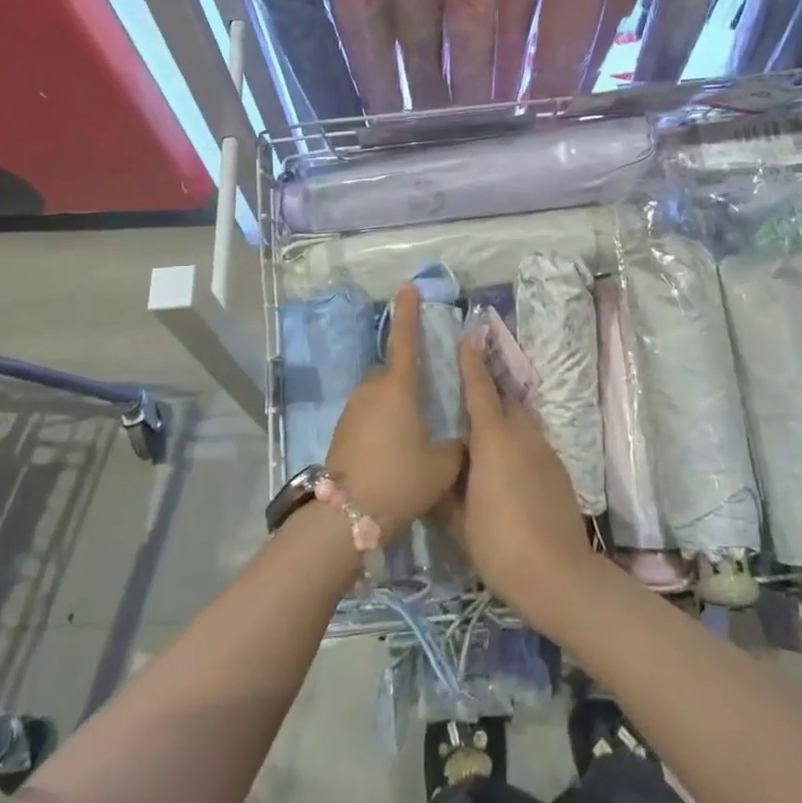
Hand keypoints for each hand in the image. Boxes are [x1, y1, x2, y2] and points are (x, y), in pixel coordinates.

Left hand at [326, 285, 462, 543]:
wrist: (347, 516)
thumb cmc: (401, 480)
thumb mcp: (443, 466)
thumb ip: (455, 445)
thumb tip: (460, 440)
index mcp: (398, 388)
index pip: (405, 340)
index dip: (408, 312)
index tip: (408, 287)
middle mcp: (372, 390)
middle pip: (392, 372)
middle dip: (407, 379)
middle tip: (426, 403)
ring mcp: (352, 410)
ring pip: (379, 396)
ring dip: (394, 406)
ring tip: (411, 437)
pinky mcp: (341, 431)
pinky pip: (368, 415)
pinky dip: (381, 423)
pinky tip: (393, 451)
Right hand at [439, 332, 602, 630]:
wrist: (558, 575)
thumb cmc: (499, 543)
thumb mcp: (459, 520)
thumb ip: (445, 490)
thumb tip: (436, 473)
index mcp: (493, 438)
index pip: (480, 389)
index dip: (472, 362)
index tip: (469, 337)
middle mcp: (522, 435)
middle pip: (506, 402)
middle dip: (489, 394)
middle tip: (466, 401)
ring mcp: (545, 452)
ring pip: (522, 423)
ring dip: (505, 422)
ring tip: (484, 439)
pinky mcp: (559, 472)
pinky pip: (533, 444)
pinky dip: (519, 445)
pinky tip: (506, 471)